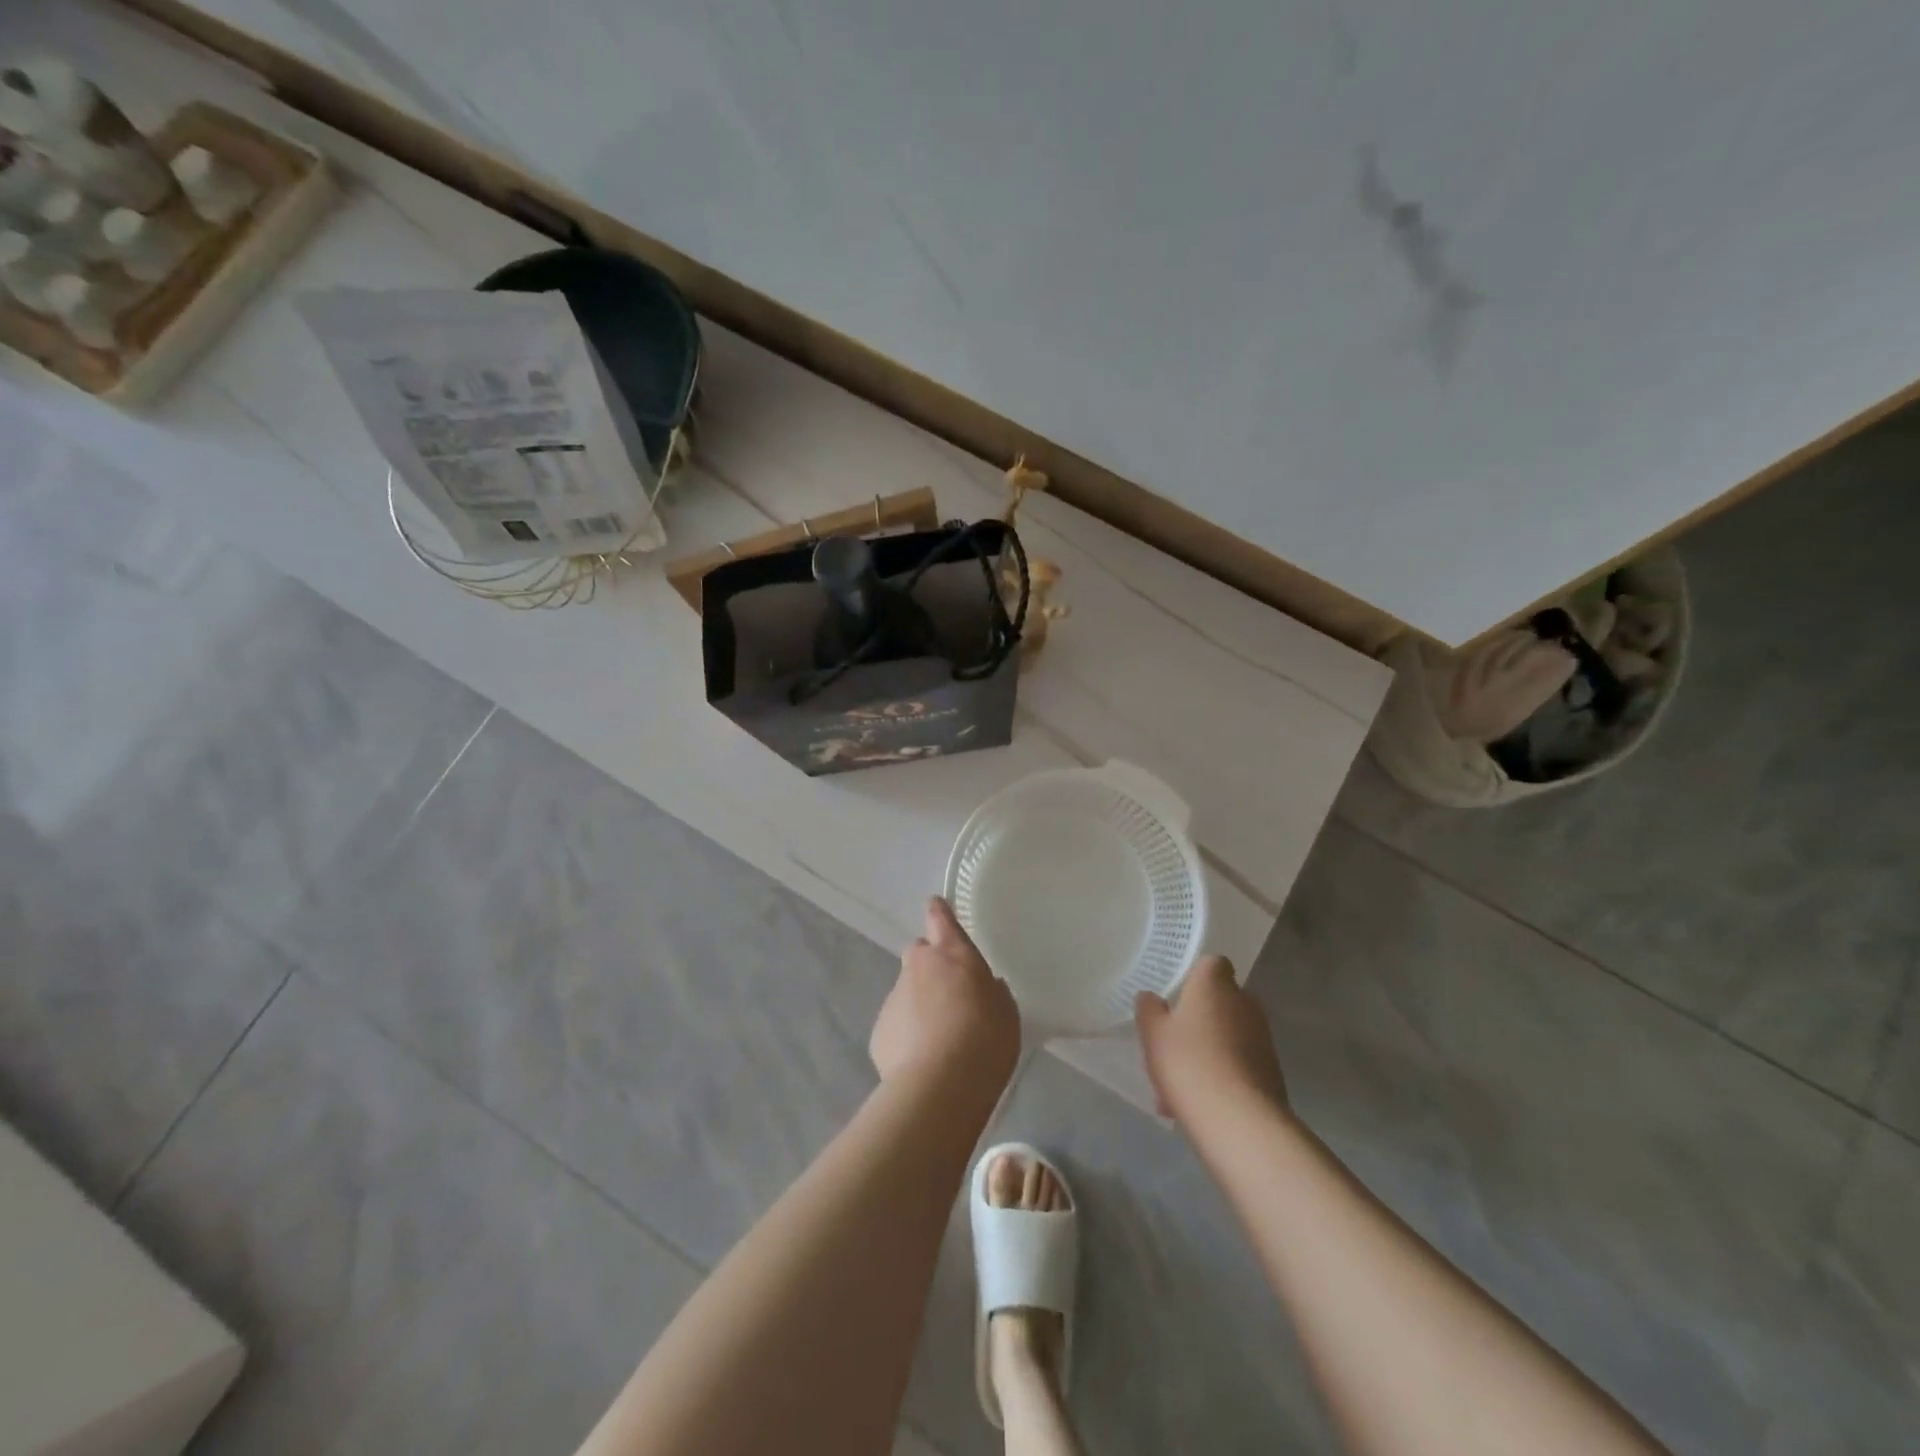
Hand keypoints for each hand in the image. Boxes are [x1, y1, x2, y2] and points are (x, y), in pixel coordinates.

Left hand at [870, 898, 1019, 1092]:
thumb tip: (983, 989)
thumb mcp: (1005, 1011)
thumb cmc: (984, 1039)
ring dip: (920, 1006)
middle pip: (919, 954)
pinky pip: (896, 1025)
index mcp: (952, 954)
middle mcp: (918, 967)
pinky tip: (923, 1061)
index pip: (941, 919)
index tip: (936, 907)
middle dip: (930, 967)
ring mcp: (894, 998)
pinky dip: (907, 1035)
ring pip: (907, 992)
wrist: (941, 1085)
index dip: (939, 912)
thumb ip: (991, 992)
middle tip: (950, 995)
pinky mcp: (879, 1031)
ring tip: (940, 1041)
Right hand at [1136, 955, 1286, 1123]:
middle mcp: (1245, 1004)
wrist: (1239, 1121)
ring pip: (1228, 1037)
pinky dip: (1221, 1077)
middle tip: (1173, 1044)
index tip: (1178, 996)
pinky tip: (1197, 1104)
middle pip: (1221, 1001)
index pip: (1212, 964)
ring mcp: (1262, 1039)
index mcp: (1215, 985)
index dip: (1196, 976)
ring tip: (1178, 1086)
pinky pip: (1238, 1065)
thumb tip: (1151, 998)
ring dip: (1208, 1051)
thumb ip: (1149, 1010)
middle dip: (1199, 1019)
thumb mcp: (1153, 1033)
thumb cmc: (1189, 1062)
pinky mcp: (1272, 1073)